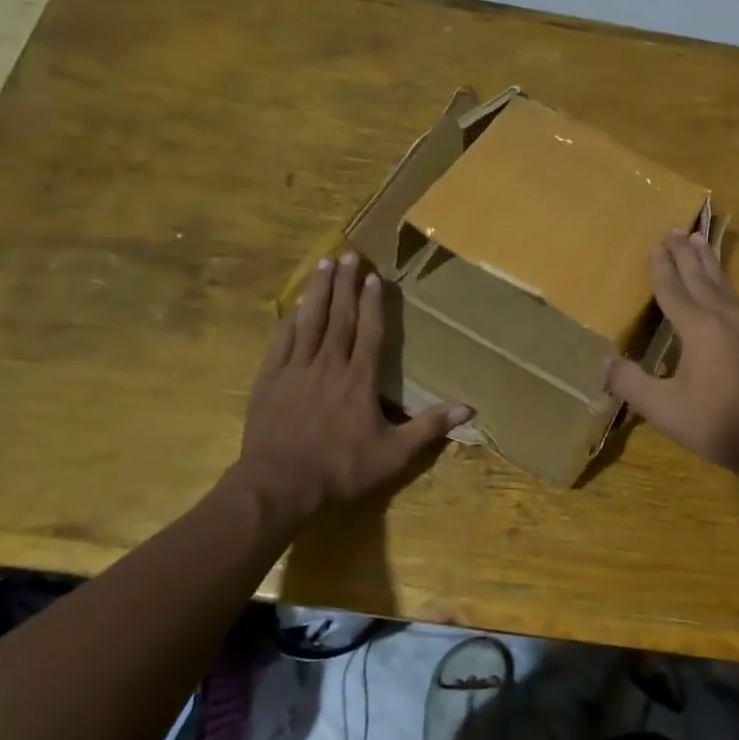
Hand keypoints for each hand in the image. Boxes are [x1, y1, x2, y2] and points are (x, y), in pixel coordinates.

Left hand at [230, 253, 468, 526]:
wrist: (280, 484)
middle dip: (345, 284)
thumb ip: (429, 427)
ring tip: (323, 264)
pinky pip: (281, 342)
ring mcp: (295, 370)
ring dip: (318, 292)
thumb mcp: (394, 454)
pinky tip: (294, 306)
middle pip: (339, 317)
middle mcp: (329, 365)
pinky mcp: (269, 380)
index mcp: (359, 380)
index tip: (375, 277)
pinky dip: (289, 321)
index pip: (370, 332)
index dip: (374, 303)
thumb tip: (469, 409)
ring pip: (309, 322)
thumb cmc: (341, 468)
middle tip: (349, 255)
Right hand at [604, 229, 738, 479]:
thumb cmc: (718, 424)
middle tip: (676, 230)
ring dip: (709, 263)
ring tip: (701, 241)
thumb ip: (631, 383)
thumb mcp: (664, 409)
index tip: (655, 246)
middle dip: (686, 255)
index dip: (662, 269)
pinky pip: (735, 300)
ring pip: (723, 286)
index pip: (674, 291)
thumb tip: (605, 361)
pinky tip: (723, 292)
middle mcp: (724, 320)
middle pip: (701, 279)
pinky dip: (723, 284)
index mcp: (700, 329)